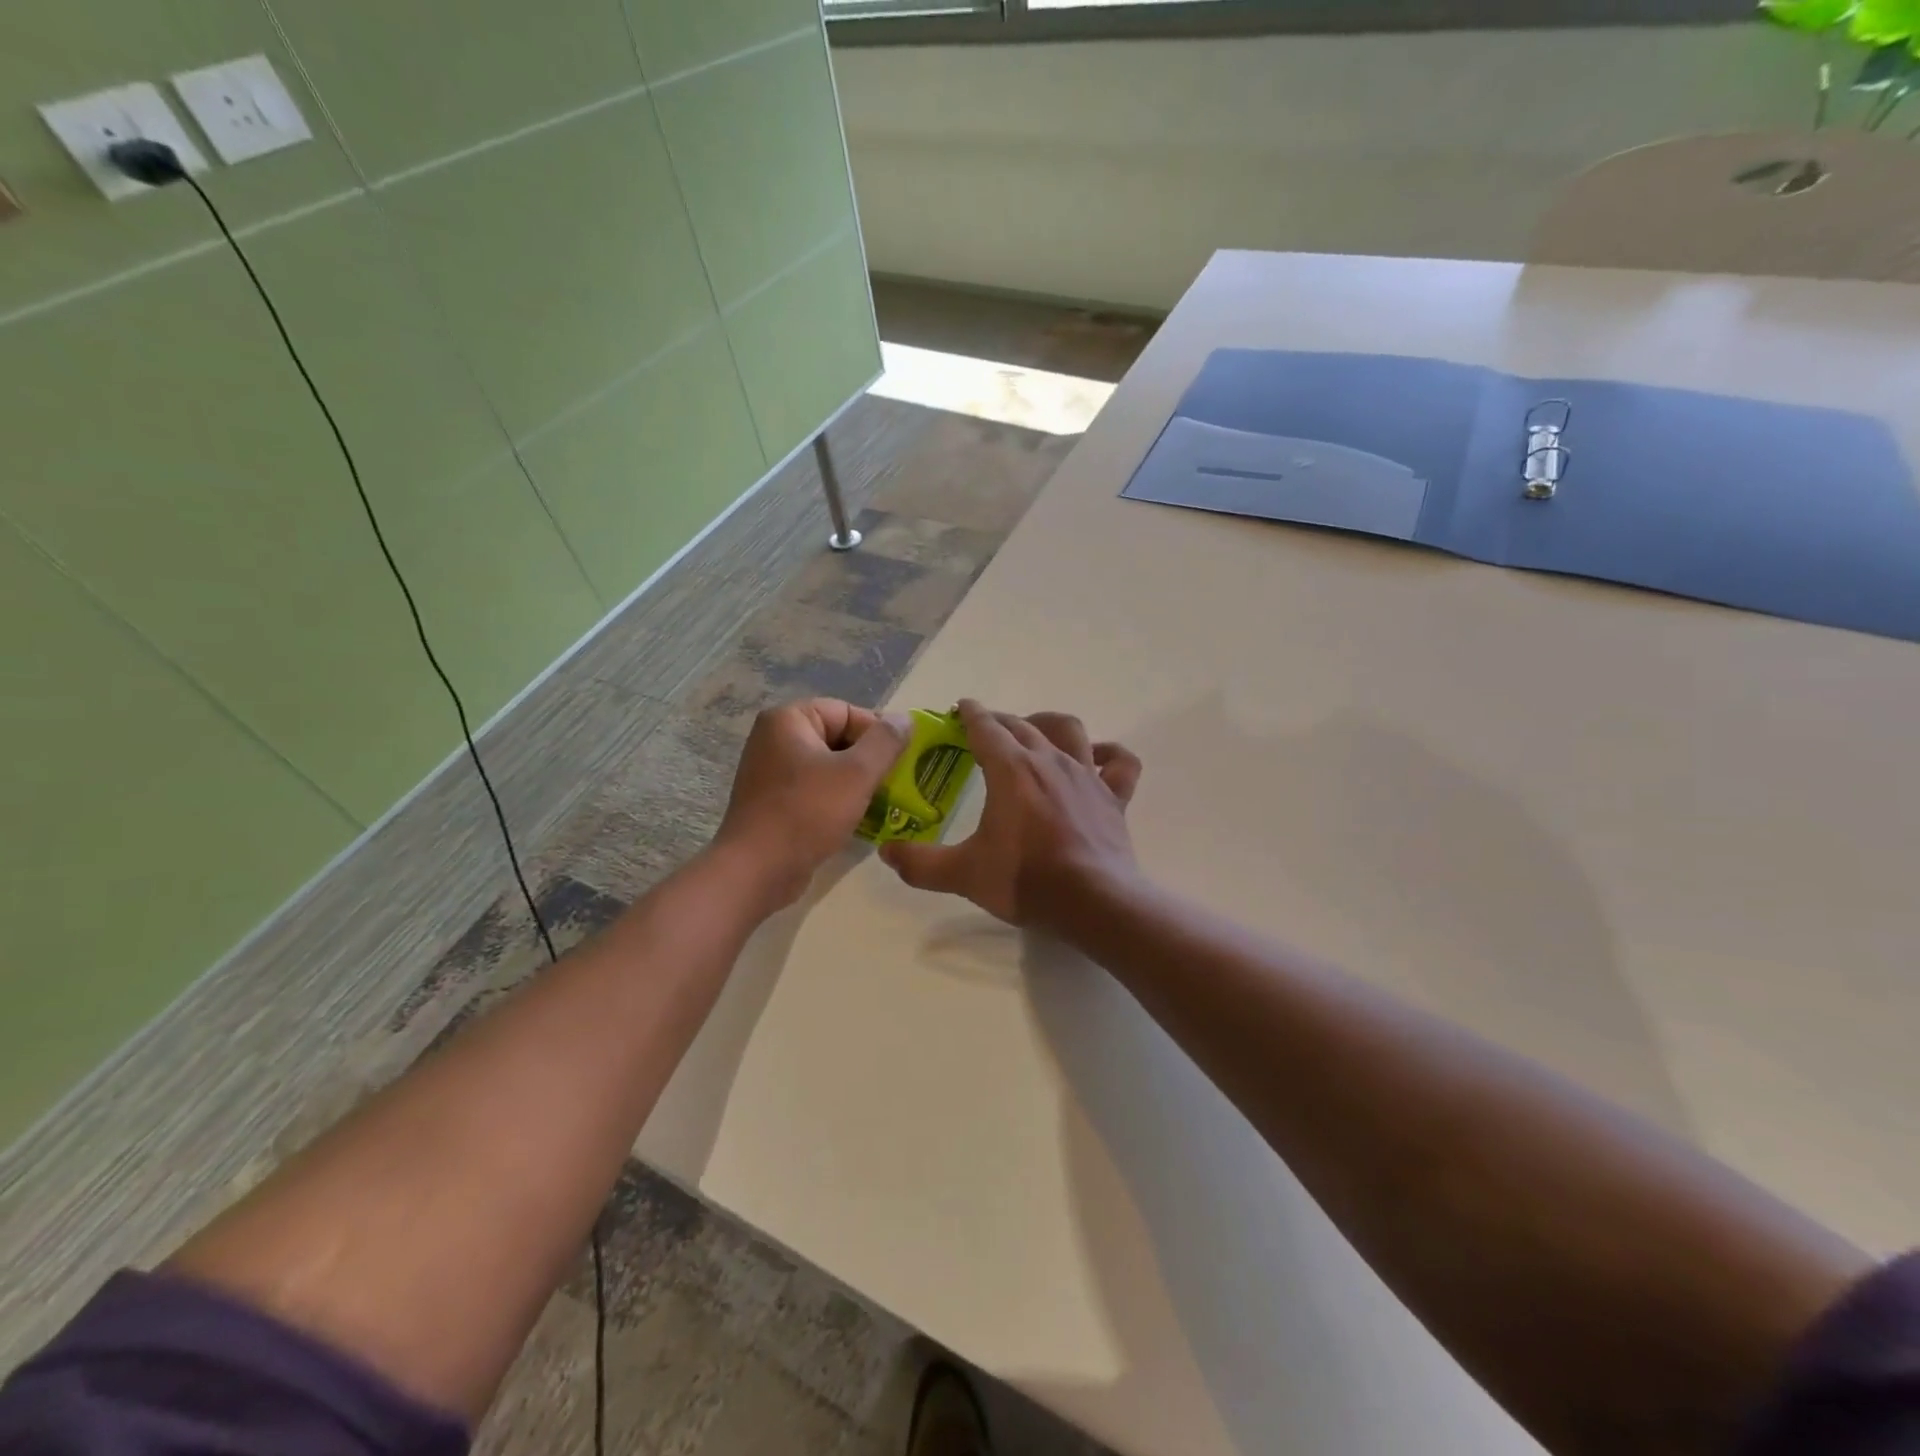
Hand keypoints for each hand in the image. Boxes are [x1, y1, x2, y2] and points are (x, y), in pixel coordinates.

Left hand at [713, 699, 909, 910]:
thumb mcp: (856, 773)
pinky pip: (817, 791)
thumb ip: (885, 742)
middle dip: (871, 760)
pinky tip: (863, 820)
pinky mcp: (775, 803)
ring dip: (859, 783)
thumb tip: (905, 719)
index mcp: (789, 720)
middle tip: (899, 783)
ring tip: (887, 802)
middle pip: (839, 738)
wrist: (757, 870)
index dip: (878, 734)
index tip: (903, 760)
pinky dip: (840, 801)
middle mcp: (775, 739)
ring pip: (830, 768)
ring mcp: (772, 772)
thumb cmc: (807, 812)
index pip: (847, 712)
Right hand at [880, 700, 1142, 928]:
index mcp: (1010, 770)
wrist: (1093, 901)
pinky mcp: (1113, 796)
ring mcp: (1086, 775)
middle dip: (1000, 720)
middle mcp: (1048, 760)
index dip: (971, 714)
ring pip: (1069, 730)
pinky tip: (1096, 757)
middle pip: (1022, 725)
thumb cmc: (1025, 880)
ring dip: (1048, 723)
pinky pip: (1120, 762)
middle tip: (986, 728)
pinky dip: (1109, 753)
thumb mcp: (963, 874)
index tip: (962, 707)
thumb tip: (886, 852)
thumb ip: (920, 863)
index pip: (986, 727)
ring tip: (1035, 730)